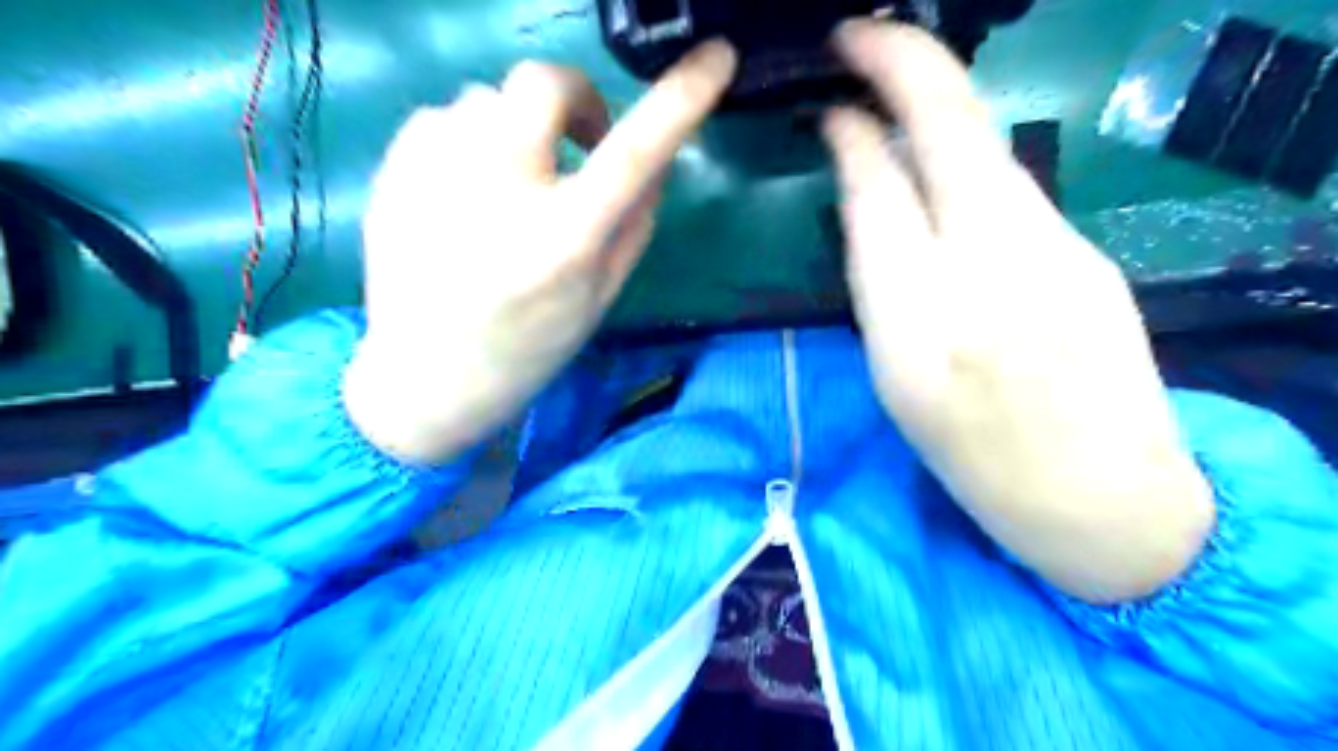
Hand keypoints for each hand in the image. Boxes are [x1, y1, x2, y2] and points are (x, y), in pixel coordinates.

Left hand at [339, 40, 740, 463]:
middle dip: (573, 98)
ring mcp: (435, 174)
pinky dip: (469, 143)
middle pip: (541, 82)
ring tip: (509, 189)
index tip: (716, 57)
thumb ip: (634, 223)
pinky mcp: (393, 168)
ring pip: (488, 99)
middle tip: (578, 141)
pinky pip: (446, 117)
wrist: (426, 376)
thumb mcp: (600, 296)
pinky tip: (463, 194)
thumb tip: (654, 159)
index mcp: (563, 239)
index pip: (635, 152)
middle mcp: (499, 193)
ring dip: (515, 131)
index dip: (682, 98)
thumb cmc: (528, 346)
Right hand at [829, 21, 1214, 602]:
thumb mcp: (896, 382)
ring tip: (892, 96)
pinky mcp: (1086, 254)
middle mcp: (991, 273)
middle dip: (902, 63)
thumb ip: (878, 282)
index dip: (852, 137)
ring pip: (984, 153)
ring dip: (934, 110)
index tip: (830, 105)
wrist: (1106, 501)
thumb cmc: (976, 461)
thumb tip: (864, 197)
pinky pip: (1008, 190)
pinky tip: (946, 179)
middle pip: (949, 133)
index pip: (879, 195)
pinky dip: (965, 165)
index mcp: (921, 328)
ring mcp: (1055, 253)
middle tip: (857, 36)